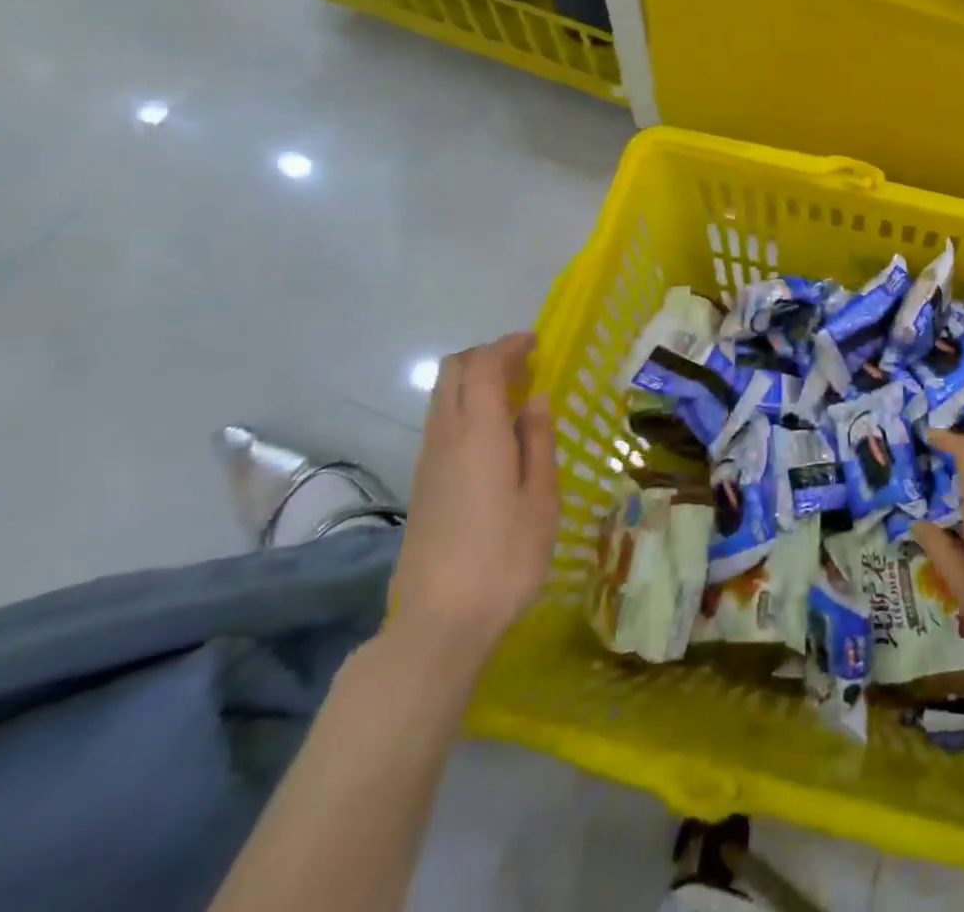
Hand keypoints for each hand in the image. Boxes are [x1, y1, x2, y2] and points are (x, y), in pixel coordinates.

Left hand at [388, 332, 557, 675]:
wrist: (439, 622)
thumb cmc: (505, 557)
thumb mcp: (541, 498)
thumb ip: (538, 441)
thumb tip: (534, 399)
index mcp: (478, 433)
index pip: (484, 365)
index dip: (509, 345)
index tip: (536, 342)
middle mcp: (445, 437)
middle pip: (452, 371)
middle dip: (486, 355)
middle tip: (525, 365)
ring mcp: (428, 461)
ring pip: (441, 396)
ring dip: (474, 381)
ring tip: (514, 396)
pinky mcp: (422, 483)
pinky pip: (440, 422)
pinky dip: (465, 406)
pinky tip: (494, 434)